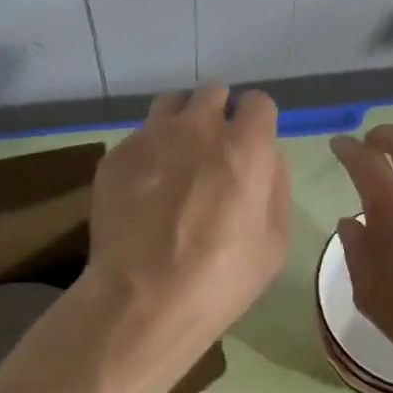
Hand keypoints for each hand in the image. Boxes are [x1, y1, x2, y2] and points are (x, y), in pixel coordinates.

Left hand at [87, 84, 289, 342]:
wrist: (141, 300)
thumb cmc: (220, 279)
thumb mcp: (274, 243)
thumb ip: (276, 187)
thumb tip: (269, 158)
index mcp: (244, 146)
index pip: (258, 102)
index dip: (257, 122)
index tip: (252, 144)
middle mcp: (197, 128)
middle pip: (213, 91)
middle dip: (219, 113)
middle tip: (215, 150)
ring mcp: (151, 137)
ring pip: (171, 104)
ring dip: (182, 120)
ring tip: (178, 156)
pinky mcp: (116, 155)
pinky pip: (139, 136)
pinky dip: (149, 151)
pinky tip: (145, 187)